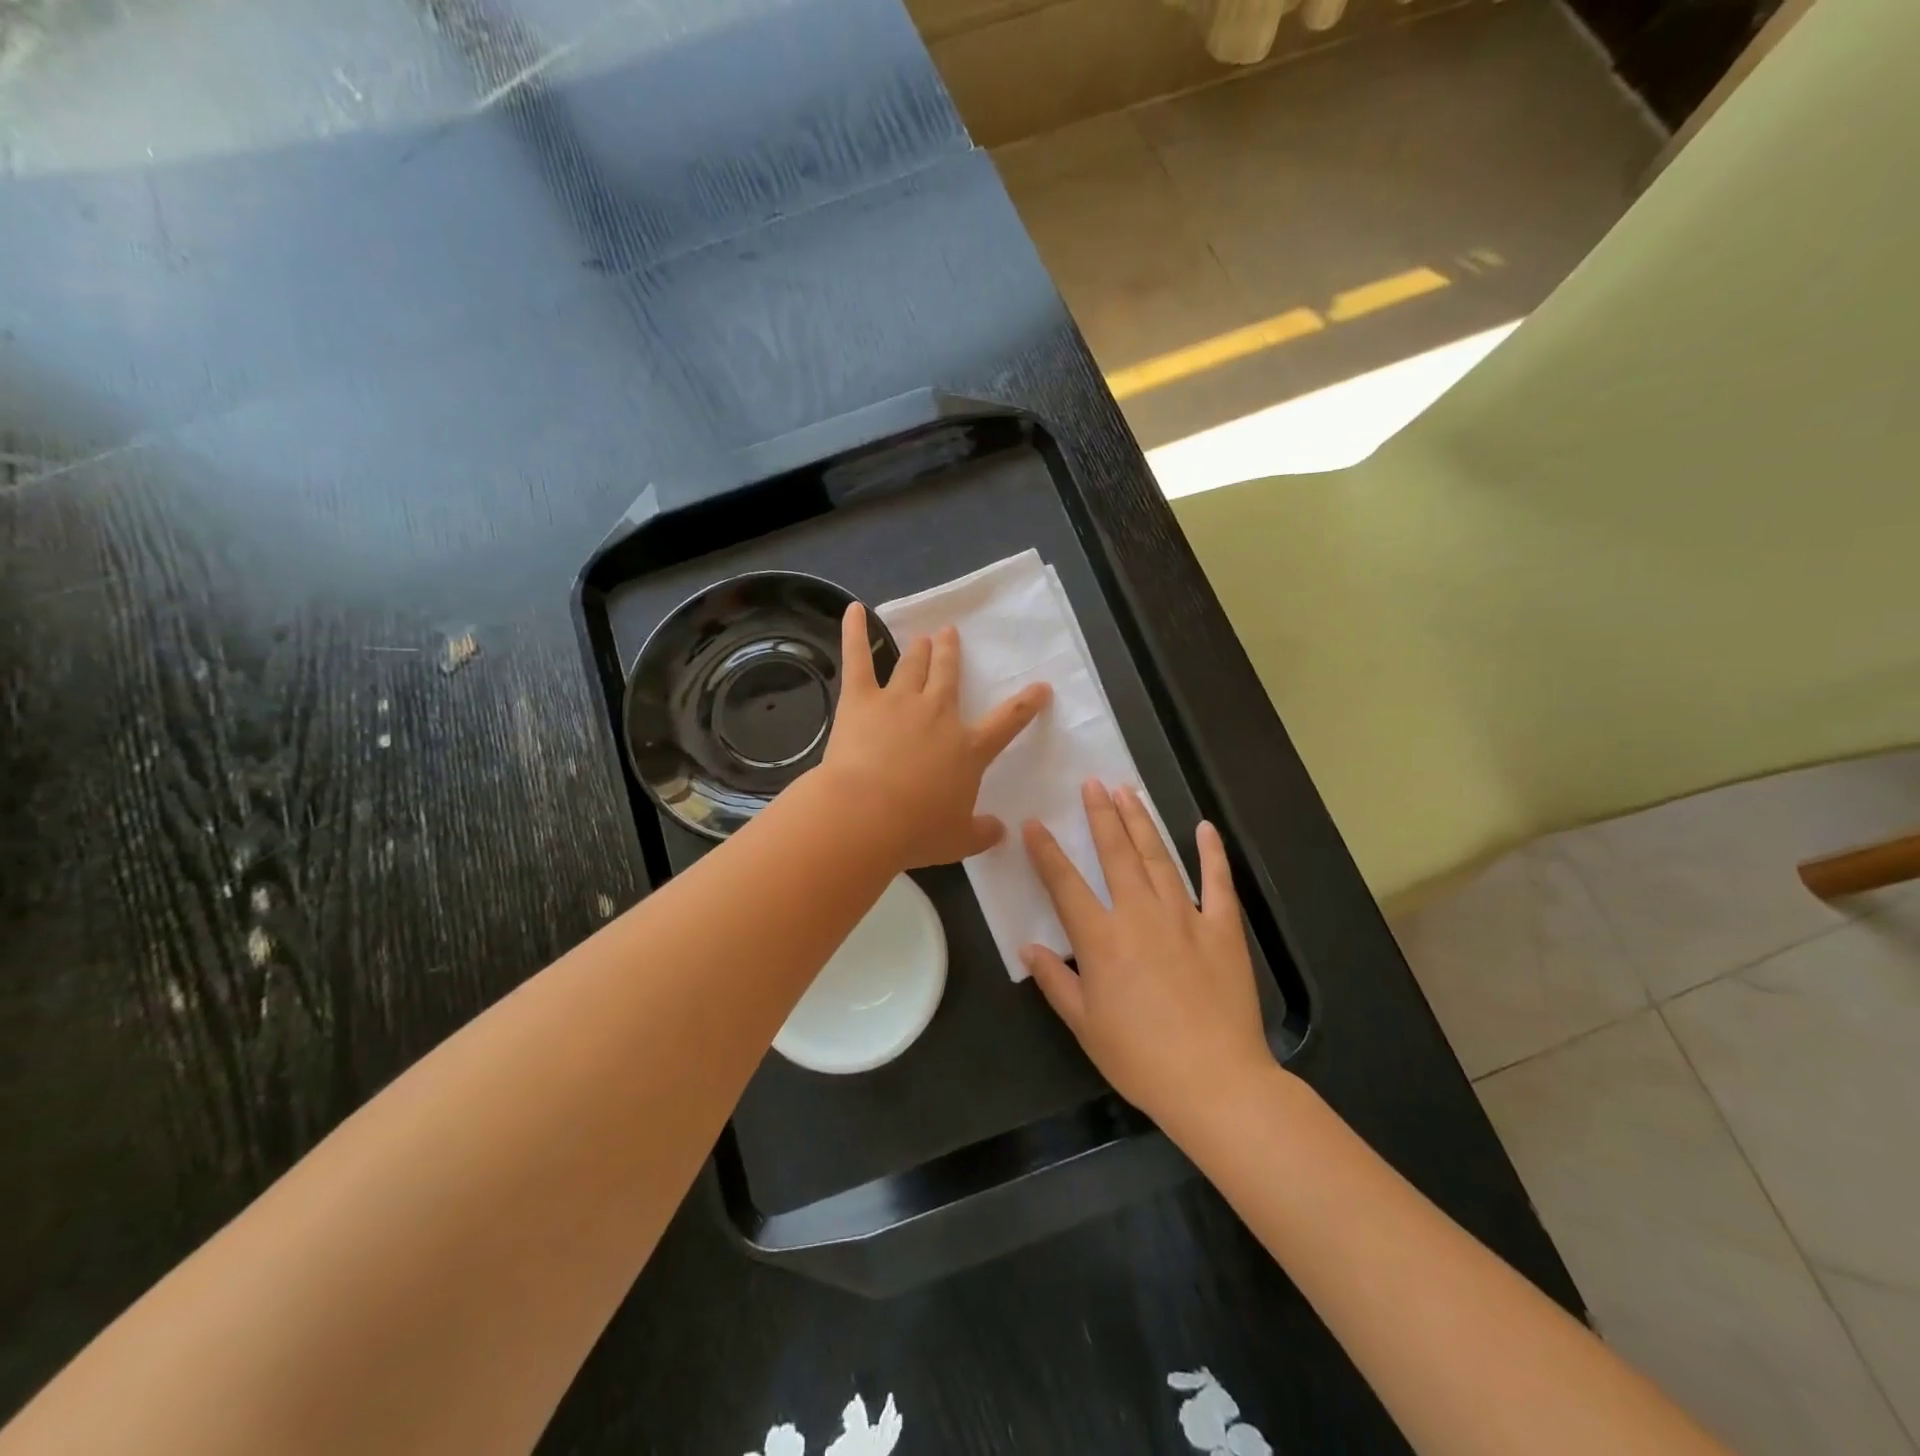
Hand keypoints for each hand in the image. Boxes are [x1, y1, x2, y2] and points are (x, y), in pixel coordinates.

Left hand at [821, 603, 1050, 868]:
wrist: (866, 817)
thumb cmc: (915, 831)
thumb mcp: (958, 840)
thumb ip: (982, 833)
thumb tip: (1001, 831)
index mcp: (968, 747)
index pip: (1008, 721)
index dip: (1027, 704)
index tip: (1041, 687)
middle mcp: (938, 714)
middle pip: (949, 675)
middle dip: (951, 653)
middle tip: (949, 635)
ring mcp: (900, 701)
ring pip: (913, 665)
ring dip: (919, 649)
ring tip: (922, 637)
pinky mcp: (861, 699)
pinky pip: (858, 658)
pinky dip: (854, 632)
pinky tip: (854, 610)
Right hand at [1022, 781, 1273, 1128]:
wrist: (1215, 1081)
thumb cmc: (1140, 1058)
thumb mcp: (1085, 1025)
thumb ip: (1055, 981)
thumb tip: (1028, 948)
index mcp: (1101, 939)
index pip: (1065, 884)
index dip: (1046, 851)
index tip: (1034, 823)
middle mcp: (1139, 914)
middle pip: (1116, 853)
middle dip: (1101, 815)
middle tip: (1092, 783)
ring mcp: (1184, 916)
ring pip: (1158, 857)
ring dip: (1141, 822)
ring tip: (1128, 792)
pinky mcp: (1222, 927)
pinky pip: (1217, 882)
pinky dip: (1211, 853)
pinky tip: (1204, 828)